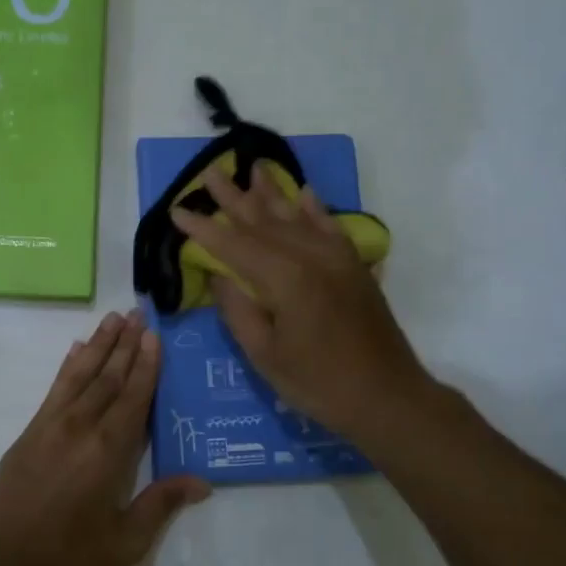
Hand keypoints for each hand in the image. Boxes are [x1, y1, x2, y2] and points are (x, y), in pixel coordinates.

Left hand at [0, 310, 210, 565]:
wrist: (0, 564)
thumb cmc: (69, 556)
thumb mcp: (125, 541)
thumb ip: (161, 505)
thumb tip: (202, 482)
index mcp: (108, 450)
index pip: (133, 396)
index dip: (146, 364)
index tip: (153, 335)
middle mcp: (81, 426)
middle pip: (108, 376)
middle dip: (125, 343)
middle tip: (138, 312)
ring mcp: (51, 425)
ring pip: (80, 374)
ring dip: (98, 345)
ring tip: (112, 319)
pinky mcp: (30, 432)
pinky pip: (54, 389)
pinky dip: (67, 366)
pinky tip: (74, 350)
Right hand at [171, 164, 429, 439]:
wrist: (388, 397)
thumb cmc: (319, 384)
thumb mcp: (264, 355)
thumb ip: (237, 310)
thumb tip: (217, 276)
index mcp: (285, 280)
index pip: (234, 245)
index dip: (203, 229)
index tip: (177, 210)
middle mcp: (312, 257)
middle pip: (264, 220)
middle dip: (233, 197)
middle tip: (209, 172)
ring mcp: (337, 258)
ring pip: (296, 217)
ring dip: (271, 192)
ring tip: (251, 168)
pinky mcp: (354, 266)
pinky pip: (330, 227)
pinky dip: (314, 208)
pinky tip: (303, 192)